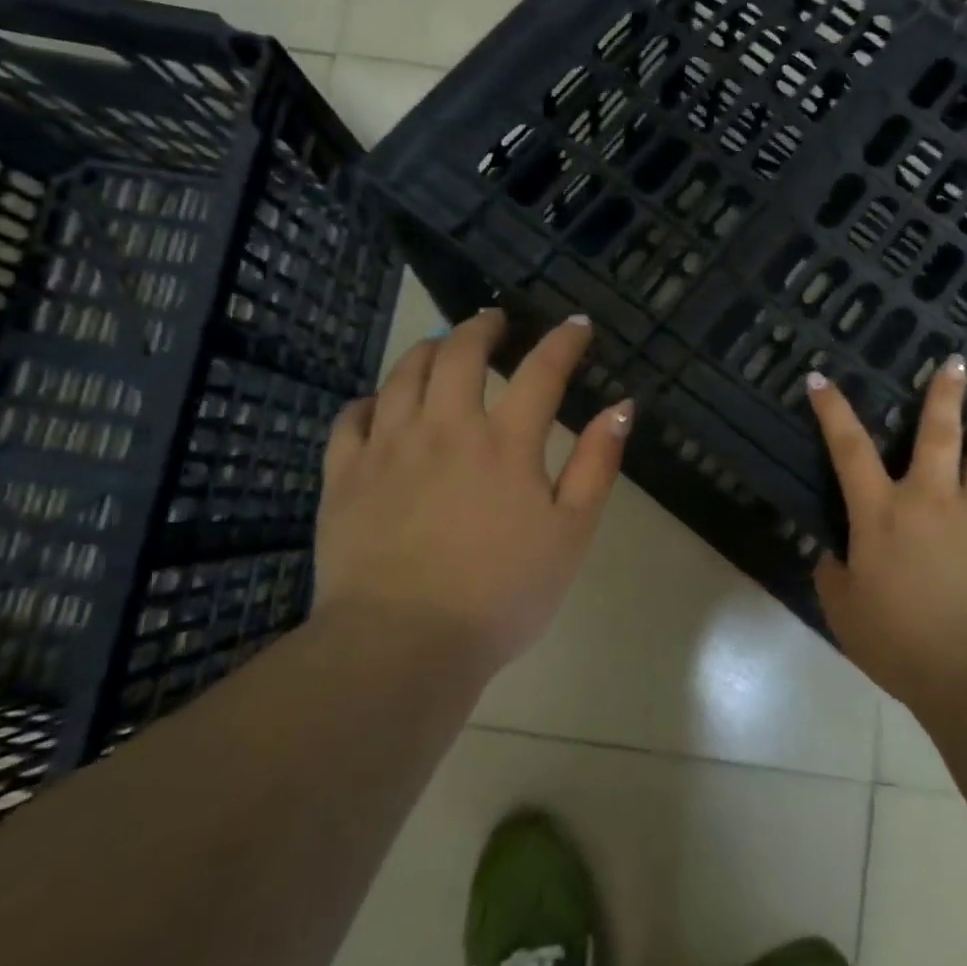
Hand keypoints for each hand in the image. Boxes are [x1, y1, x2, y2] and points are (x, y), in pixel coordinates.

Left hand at [314, 309, 632, 675]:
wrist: (402, 645)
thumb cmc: (501, 594)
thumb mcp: (571, 533)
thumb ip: (597, 465)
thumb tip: (622, 407)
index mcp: (505, 442)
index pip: (541, 371)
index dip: (563, 341)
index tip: (576, 325)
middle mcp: (445, 427)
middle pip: (460, 353)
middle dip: (482, 327)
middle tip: (494, 320)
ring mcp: (388, 447)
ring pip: (404, 374)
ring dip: (427, 349)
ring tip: (440, 345)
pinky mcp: (344, 474)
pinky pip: (352, 417)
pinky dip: (371, 400)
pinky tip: (380, 404)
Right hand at [807, 356, 966, 717]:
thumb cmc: (905, 646)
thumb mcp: (847, 616)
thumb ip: (834, 578)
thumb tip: (834, 556)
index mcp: (882, 514)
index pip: (848, 449)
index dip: (832, 410)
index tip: (822, 377)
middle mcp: (933, 500)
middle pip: (936, 434)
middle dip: (942, 395)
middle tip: (955, 363)